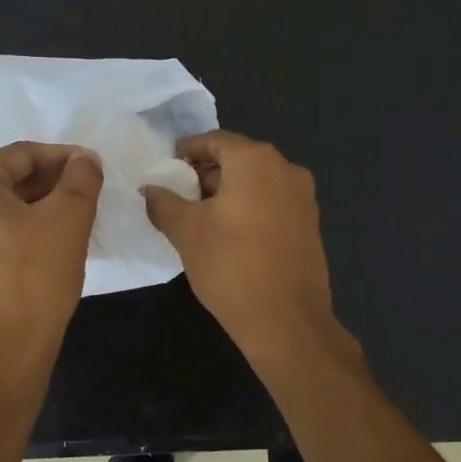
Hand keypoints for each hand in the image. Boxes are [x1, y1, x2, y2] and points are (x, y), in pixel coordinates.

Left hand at [0, 142, 102, 370]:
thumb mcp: (70, 218)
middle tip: (89, 189)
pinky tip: (55, 236)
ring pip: (5, 205)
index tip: (93, 166)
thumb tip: (84, 159)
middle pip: (10, 178)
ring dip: (42, 203)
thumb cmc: (37, 277)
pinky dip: (26, 226)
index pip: (21, 155)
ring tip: (78, 212)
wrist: (10, 349)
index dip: (62, 157)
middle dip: (52, 180)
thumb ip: (81, 177)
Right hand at [142, 130, 337, 352]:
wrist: (286, 320)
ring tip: (201, 219)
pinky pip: (273, 202)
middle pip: (238, 159)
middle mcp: (285, 168)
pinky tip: (230, 235)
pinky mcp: (310, 223)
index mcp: (256, 160)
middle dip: (207, 174)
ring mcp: (303, 196)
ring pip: (257, 182)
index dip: (186, 152)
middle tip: (180, 197)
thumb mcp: (186, 231)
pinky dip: (250, 208)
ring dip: (228, 192)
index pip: (214, 141)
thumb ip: (163, 203)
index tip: (167, 170)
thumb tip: (150, 189)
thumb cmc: (231, 266)